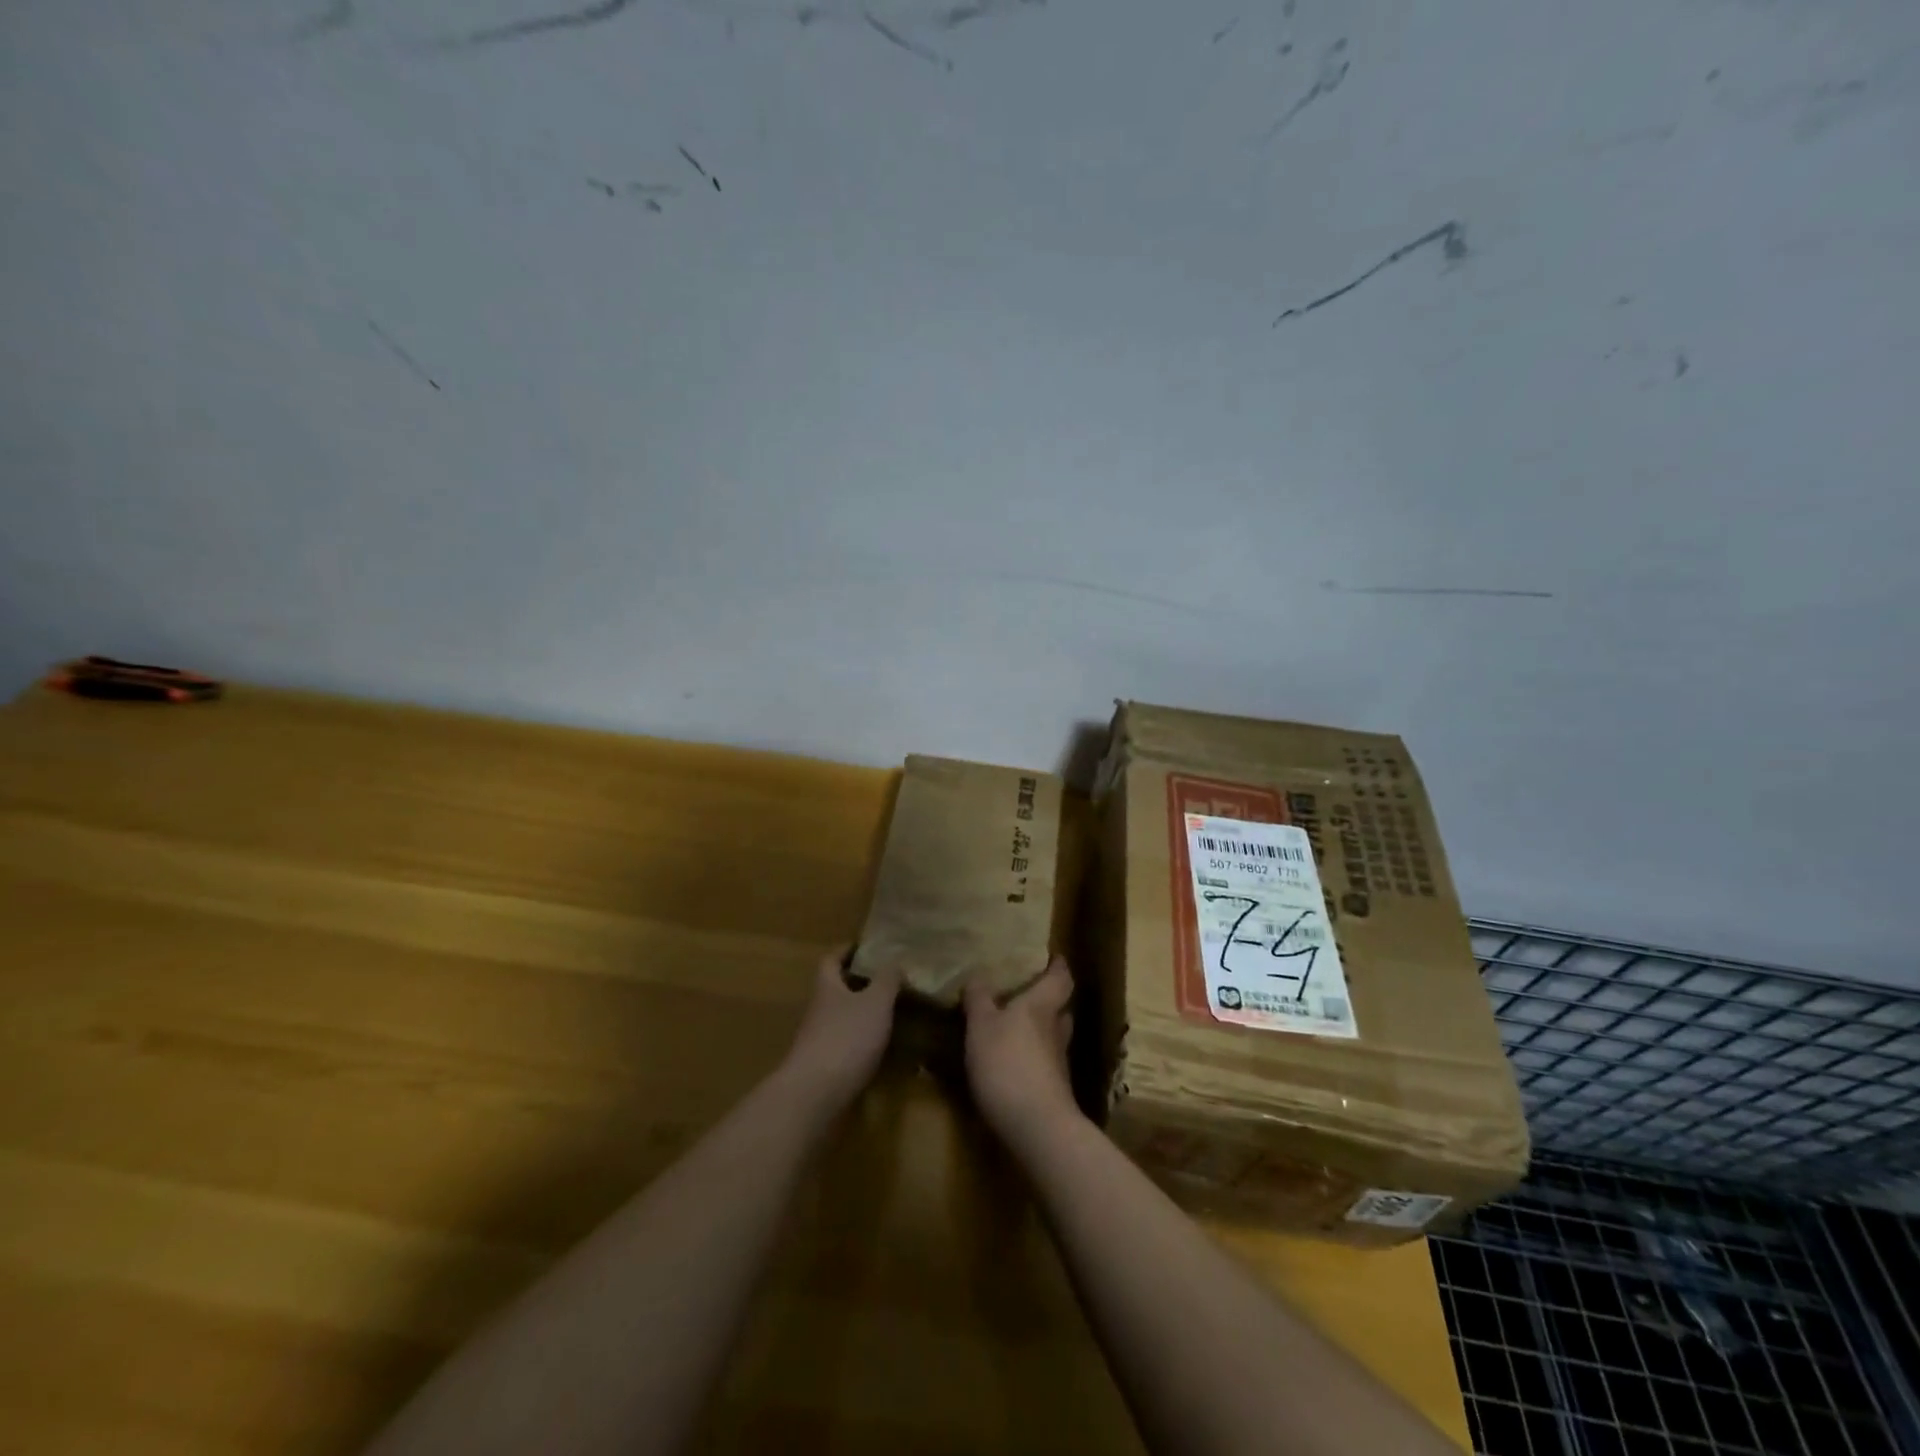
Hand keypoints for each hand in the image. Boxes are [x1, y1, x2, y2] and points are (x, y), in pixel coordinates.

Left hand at [779, 946, 899, 1111]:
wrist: (814, 1096)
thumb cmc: (846, 1038)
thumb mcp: (875, 1002)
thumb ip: (887, 980)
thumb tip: (894, 961)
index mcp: (827, 987)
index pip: (831, 960)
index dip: (847, 951)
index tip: (868, 948)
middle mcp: (818, 1010)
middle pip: (836, 990)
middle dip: (859, 985)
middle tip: (889, 982)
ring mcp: (818, 1041)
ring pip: (841, 1019)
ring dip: (862, 1016)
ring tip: (892, 1015)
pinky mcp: (823, 1069)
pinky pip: (845, 1047)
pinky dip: (862, 1044)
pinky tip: (882, 1051)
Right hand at [963, 957, 1078, 1136]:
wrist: (1036, 1126)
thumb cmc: (1007, 1063)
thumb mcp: (981, 1026)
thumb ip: (979, 1000)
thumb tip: (978, 975)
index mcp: (1041, 1006)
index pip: (1060, 979)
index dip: (1058, 967)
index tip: (1054, 957)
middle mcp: (1056, 1030)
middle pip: (1060, 1009)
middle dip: (1048, 1001)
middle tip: (1028, 995)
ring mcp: (1058, 1064)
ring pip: (1053, 1038)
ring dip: (1040, 1032)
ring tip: (1016, 1030)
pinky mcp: (1053, 1091)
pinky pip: (1044, 1065)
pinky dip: (1033, 1059)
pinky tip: (1013, 1065)